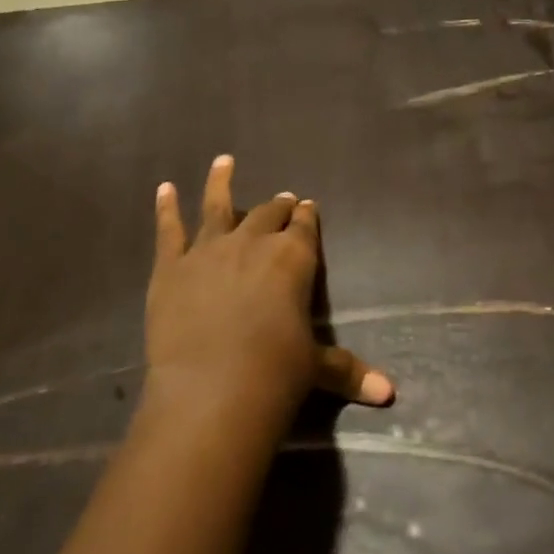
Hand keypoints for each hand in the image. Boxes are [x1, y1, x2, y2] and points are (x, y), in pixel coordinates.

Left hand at [145, 155, 393, 425]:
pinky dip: (166, 208)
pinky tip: (164, 188)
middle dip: (277, 206)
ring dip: (220, 182)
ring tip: (223, 161)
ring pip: (216, 206)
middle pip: (267, 214)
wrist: (211, 392)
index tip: (307, 206)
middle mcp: (253, 242)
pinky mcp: (170, 267)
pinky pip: (168, 230)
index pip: (304, 227)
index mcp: (293, 258)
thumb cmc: (276, 375)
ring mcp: (208, 250)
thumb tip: (389, 392)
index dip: (306, 216)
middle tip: (282, 200)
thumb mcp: (316, 369)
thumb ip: (348, 370)